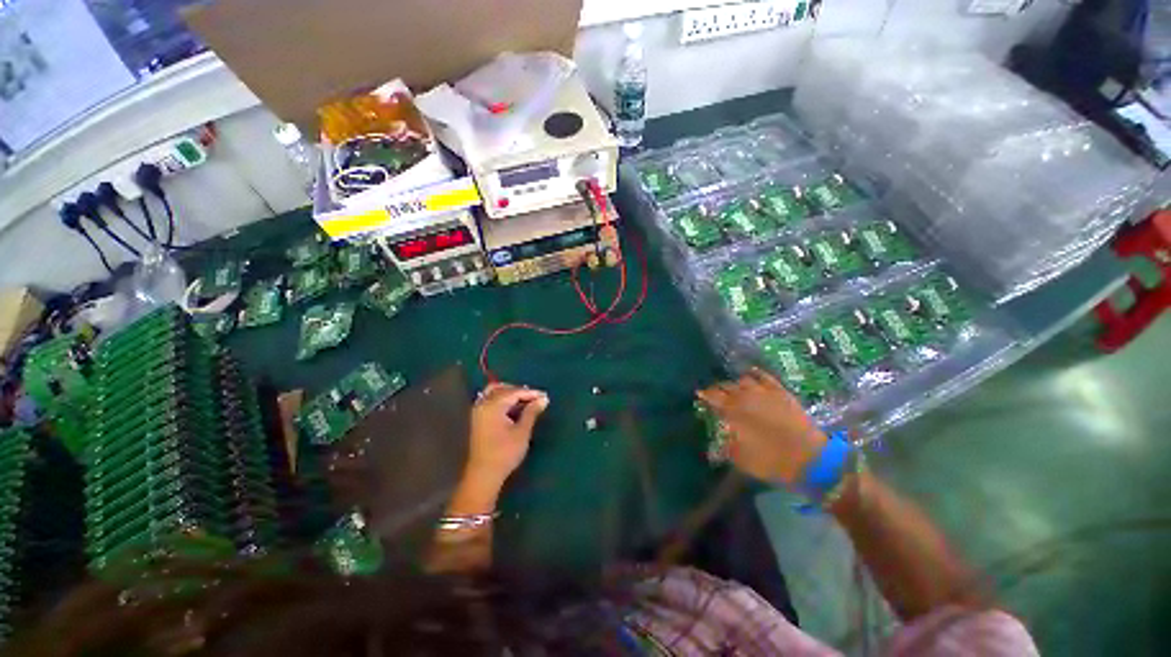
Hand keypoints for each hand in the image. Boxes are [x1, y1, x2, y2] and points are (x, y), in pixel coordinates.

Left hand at [466, 383, 549, 486]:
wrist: (484, 475)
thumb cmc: (505, 453)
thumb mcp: (522, 432)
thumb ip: (531, 412)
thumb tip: (543, 399)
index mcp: (493, 405)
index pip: (514, 392)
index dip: (531, 393)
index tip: (545, 396)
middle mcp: (483, 404)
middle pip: (503, 389)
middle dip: (519, 391)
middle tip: (535, 398)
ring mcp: (478, 411)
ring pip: (494, 392)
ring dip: (509, 393)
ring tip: (525, 401)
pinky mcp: (478, 418)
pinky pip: (489, 400)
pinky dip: (501, 399)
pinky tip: (512, 407)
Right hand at [697, 369, 827, 485]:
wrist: (811, 459)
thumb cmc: (772, 461)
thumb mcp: (742, 459)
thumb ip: (727, 446)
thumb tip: (718, 440)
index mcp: (734, 412)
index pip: (713, 397)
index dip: (705, 395)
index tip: (699, 394)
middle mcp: (746, 397)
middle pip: (726, 387)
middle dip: (718, 389)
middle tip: (714, 393)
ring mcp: (765, 392)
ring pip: (744, 380)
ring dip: (735, 383)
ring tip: (733, 387)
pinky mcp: (781, 393)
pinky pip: (765, 377)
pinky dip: (755, 373)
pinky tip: (751, 373)